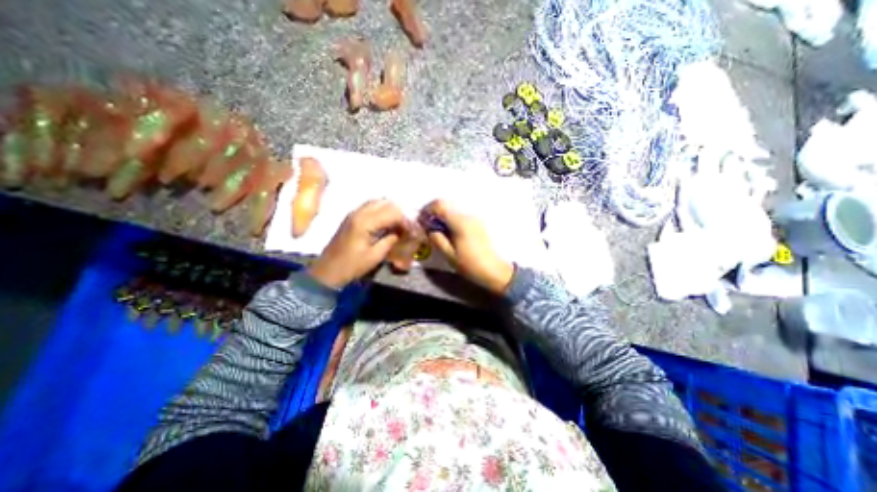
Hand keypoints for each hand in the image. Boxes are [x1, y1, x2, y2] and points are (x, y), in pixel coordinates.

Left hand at [308, 197, 410, 288]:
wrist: (328, 271)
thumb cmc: (352, 265)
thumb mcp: (375, 256)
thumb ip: (391, 240)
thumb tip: (403, 232)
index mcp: (365, 222)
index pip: (392, 212)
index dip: (406, 221)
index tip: (413, 231)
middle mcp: (359, 212)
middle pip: (386, 202)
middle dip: (400, 213)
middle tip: (407, 227)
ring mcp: (354, 212)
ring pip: (378, 201)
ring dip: (391, 210)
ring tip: (399, 224)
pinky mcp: (352, 216)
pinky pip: (371, 206)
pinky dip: (382, 211)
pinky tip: (387, 222)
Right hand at [420, 199, 515, 293]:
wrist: (494, 270)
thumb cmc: (470, 264)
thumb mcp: (449, 255)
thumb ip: (437, 239)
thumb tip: (429, 229)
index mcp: (460, 222)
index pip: (440, 205)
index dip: (427, 210)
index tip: (421, 221)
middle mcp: (468, 216)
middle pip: (446, 205)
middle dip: (434, 213)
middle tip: (428, 227)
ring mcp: (474, 218)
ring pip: (453, 210)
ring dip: (442, 217)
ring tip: (438, 232)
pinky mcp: (477, 223)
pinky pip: (460, 216)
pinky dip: (451, 220)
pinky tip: (450, 233)